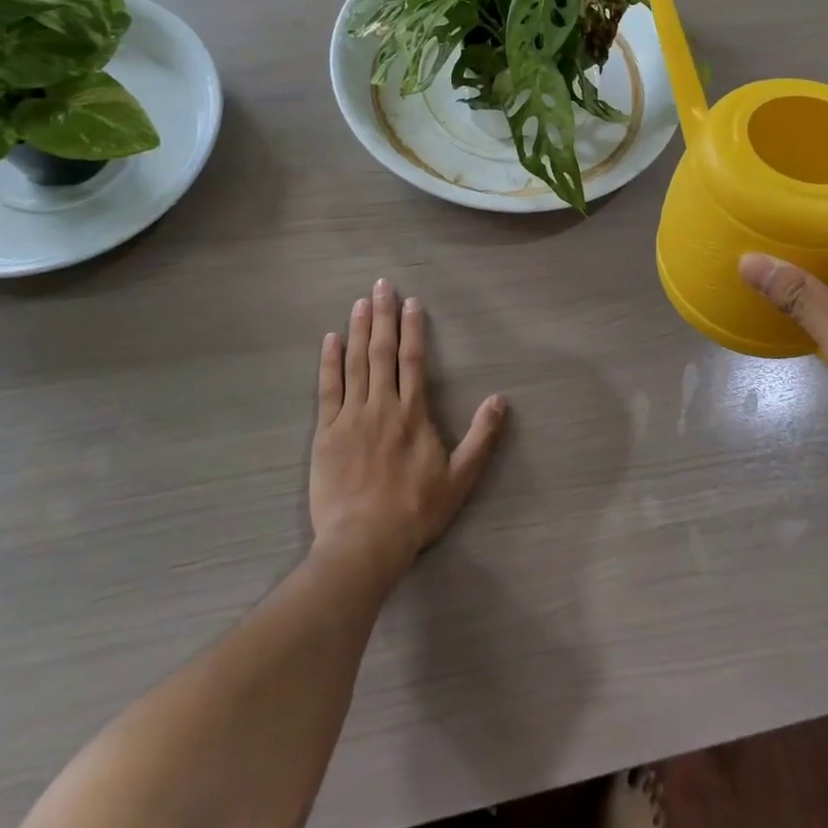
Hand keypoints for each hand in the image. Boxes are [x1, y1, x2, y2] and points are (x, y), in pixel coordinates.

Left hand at [310, 278, 506, 576]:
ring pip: (355, 363)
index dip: (412, 328)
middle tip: (382, 285)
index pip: (413, 359)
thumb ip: (481, 436)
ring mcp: (350, 417)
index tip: (411, 302)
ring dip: (357, 330)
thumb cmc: (415, 510)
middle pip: (381, 351)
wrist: (364, 542)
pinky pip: (327, 389)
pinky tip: (329, 340)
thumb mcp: (460, 477)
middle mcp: (382, 405)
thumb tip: (501, 399)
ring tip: (360, 302)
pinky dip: (328, 362)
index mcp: (412, 413)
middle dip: (383, 315)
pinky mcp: (325, 433)